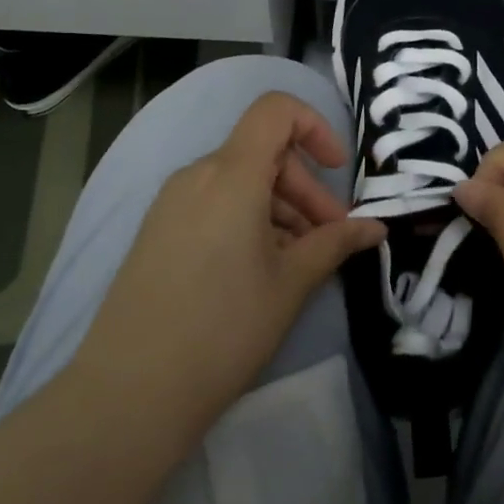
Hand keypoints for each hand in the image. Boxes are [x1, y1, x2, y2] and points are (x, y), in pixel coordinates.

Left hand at [66, 92, 384, 449]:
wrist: (129, 393)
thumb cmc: (223, 328)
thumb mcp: (291, 283)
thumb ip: (336, 243)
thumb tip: (375, 228)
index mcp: (230, 175)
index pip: (275, 111)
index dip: (314, 126)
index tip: (336, 170)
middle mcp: (197, 176)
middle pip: (263, 153)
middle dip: (306, 188)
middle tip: (331, 237)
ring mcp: (171, 205)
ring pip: (240, 182)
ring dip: (280, 208)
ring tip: (301, 261)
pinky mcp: (158, 232)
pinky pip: (214, 205)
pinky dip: (248, 220)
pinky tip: (263, 269)